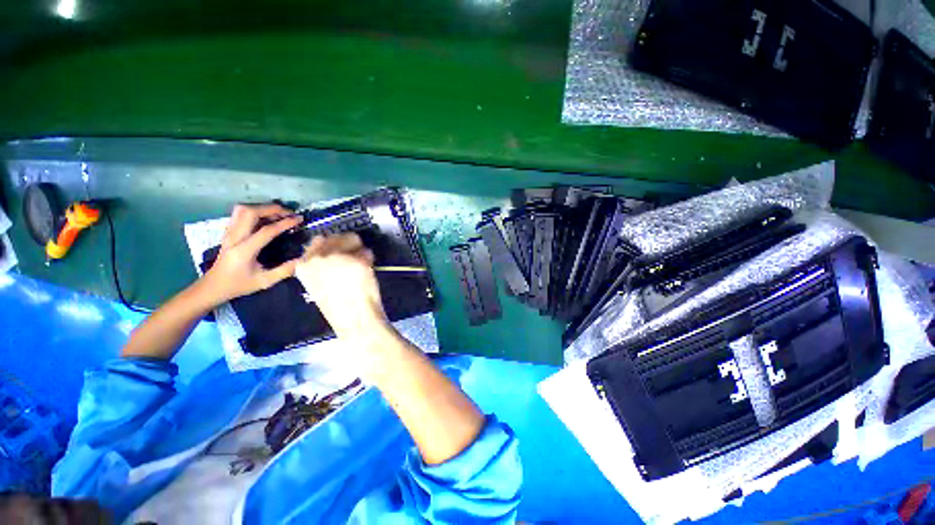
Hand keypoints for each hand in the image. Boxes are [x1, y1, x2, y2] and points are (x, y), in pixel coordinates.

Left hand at [203, 204, 302, 303]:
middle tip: (288, 213)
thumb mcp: (264, 282)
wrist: (212, 286)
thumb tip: (303, 260)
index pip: (266, 230)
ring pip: (243, 210)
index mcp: (244, 250)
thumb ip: (284, 271)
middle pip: (250, 212)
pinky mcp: (228, 232)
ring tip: (278, 214)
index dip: (284, 223)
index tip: (299, 219)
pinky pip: (239, 214)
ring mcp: (229, 233)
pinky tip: (265, 218)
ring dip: (262, 208)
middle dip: (271, 209)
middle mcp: (235, 238)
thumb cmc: (239, 285)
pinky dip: (255, 211)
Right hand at [294, 233, 389, 338]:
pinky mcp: (356, 260)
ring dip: (359, 251)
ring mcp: (337, 257)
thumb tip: (335, 249)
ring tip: (360, 269)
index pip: (319, 240)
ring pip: (353, 239)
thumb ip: (323, 264)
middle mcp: (317, 256)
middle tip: (354, 262)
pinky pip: (367, 251)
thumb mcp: (320, 283)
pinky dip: (369, 259)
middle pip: (337, 236)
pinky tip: (367, 273)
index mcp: (304, 264)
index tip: (342, 254)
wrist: (354, 319)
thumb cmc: (339, 306)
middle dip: (349, 245)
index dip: (334, 245)